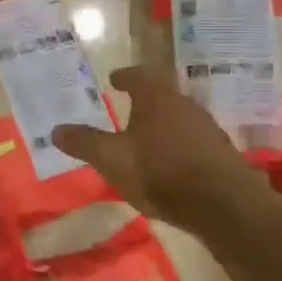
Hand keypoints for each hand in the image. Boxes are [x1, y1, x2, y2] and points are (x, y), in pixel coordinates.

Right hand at [52, 66, 259, 232]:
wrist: (225, 206)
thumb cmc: (160, 171)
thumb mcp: (112, 159)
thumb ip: (84, 142)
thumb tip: (56, 129)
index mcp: (157, 97)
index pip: (140, 74)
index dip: (125, 76)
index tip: (114, 80)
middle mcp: (185, 105)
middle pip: (162, 95)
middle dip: (143, 102)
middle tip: (125, 110)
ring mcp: (207, 129)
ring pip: (178, 119)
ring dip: (160, 126)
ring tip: (142, 141)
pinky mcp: (220, 155)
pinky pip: (191, 142)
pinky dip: (175, 146)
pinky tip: (166, 165)